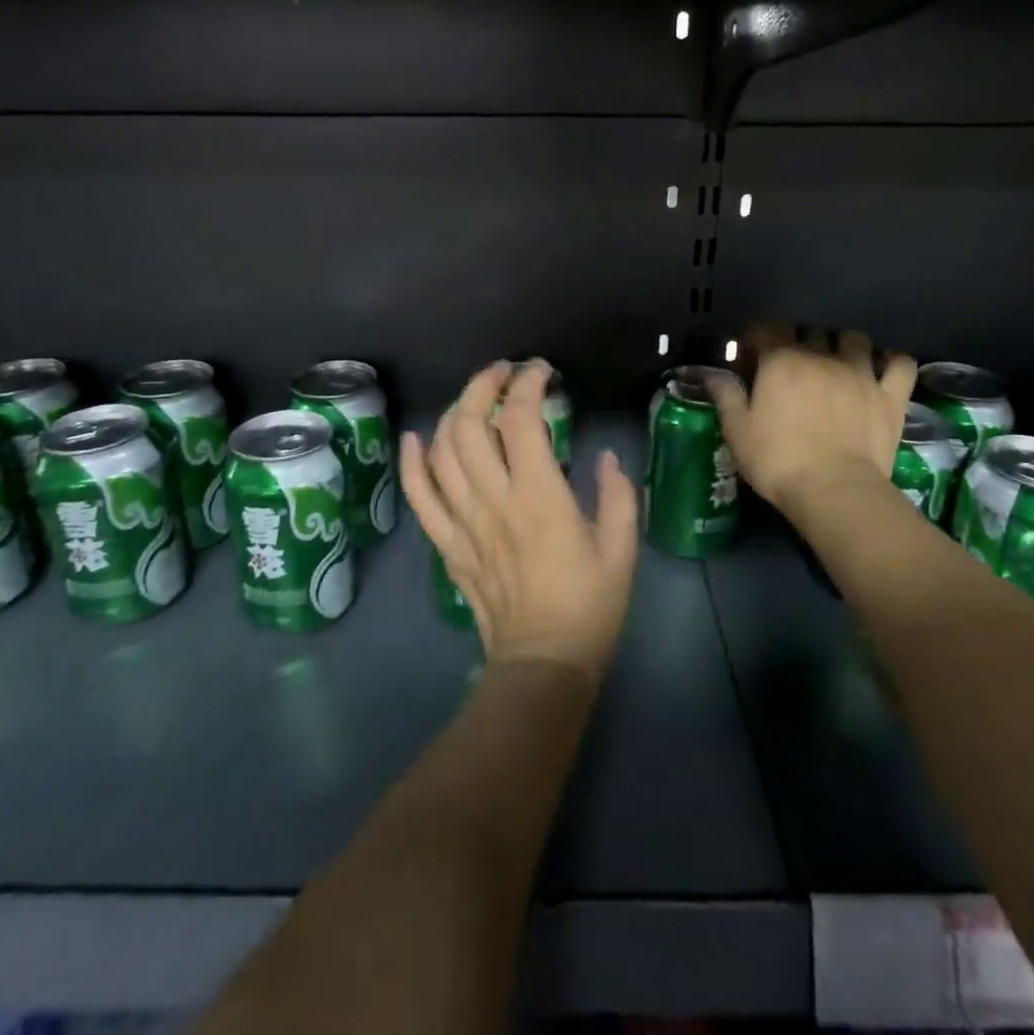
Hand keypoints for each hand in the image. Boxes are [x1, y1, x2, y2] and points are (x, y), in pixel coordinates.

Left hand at [401, 359, 639, 685]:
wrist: (542, 663)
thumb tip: (606, 457)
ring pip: (441, 451)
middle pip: (470, 425)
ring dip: (454, 413)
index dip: (528, 384)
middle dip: (482, 386)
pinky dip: (412, 462)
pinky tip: (416, 437)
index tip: (541, 371)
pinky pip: (419, 495)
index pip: (522, 420)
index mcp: (539, 497)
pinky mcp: (447, 543)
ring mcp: (463, 521)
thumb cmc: (589, 605)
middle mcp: (493, 500)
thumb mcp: (621, 548)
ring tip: (474, 400)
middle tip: (503, 373)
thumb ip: (617, 495)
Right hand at [710, 324, 917, 514]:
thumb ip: (725, 395)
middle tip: (791, 366)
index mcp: (782, 361)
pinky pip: (899, 363)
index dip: (759, 338)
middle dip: (799, 341)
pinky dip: (890, 361)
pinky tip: (880, 369)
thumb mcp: (737, 430)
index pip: (769, 328)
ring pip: (855, 339)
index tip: (752, 356)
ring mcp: (861, 373)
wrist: (833, 490)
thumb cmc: (777, 460)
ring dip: (843, 345)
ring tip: (836, 362)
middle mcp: (822, 356)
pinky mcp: (890, 395)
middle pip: (811, 331)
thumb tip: (712, 373)